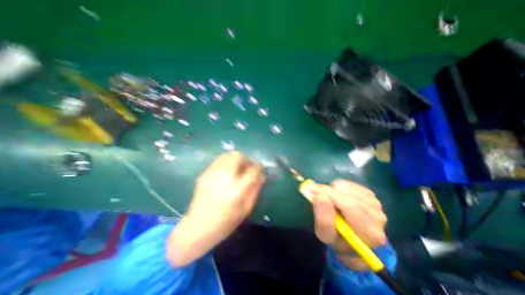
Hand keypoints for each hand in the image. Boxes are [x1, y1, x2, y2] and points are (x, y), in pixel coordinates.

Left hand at [168, 153, 264, 266]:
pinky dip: (226, 162)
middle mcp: (225, 177)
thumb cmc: (226, 222)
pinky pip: (219, 160)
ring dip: (236, 159)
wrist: (197, 228)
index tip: (259, 168)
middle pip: (239, 156)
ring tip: (236, 169)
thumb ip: (255, 189)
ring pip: (228, 155)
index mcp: (238, 189)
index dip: (258, 166)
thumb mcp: (246, 208)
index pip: (253, 169)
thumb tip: (261, 174)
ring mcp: (213, 173)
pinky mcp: (205, 173)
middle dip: (246, 159)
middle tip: (246, 168)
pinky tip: (226, 173)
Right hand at [308, 178, 383, 270]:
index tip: (309, 189)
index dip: (328, 195)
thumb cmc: (338, 240)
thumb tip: (319, 196)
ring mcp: (376, 204)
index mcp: (370, 234)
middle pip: (348, 196)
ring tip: (329, 200)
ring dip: (333, 191)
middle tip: (312, 190)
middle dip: (327, 191)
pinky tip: (337, 196)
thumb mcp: (326, 235)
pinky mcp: (370, 195)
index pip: (350, 207)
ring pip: (347, 189)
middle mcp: (378, 218)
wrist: (352, 238)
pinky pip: (349, 184)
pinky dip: (338, 187)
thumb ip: (323, 219)